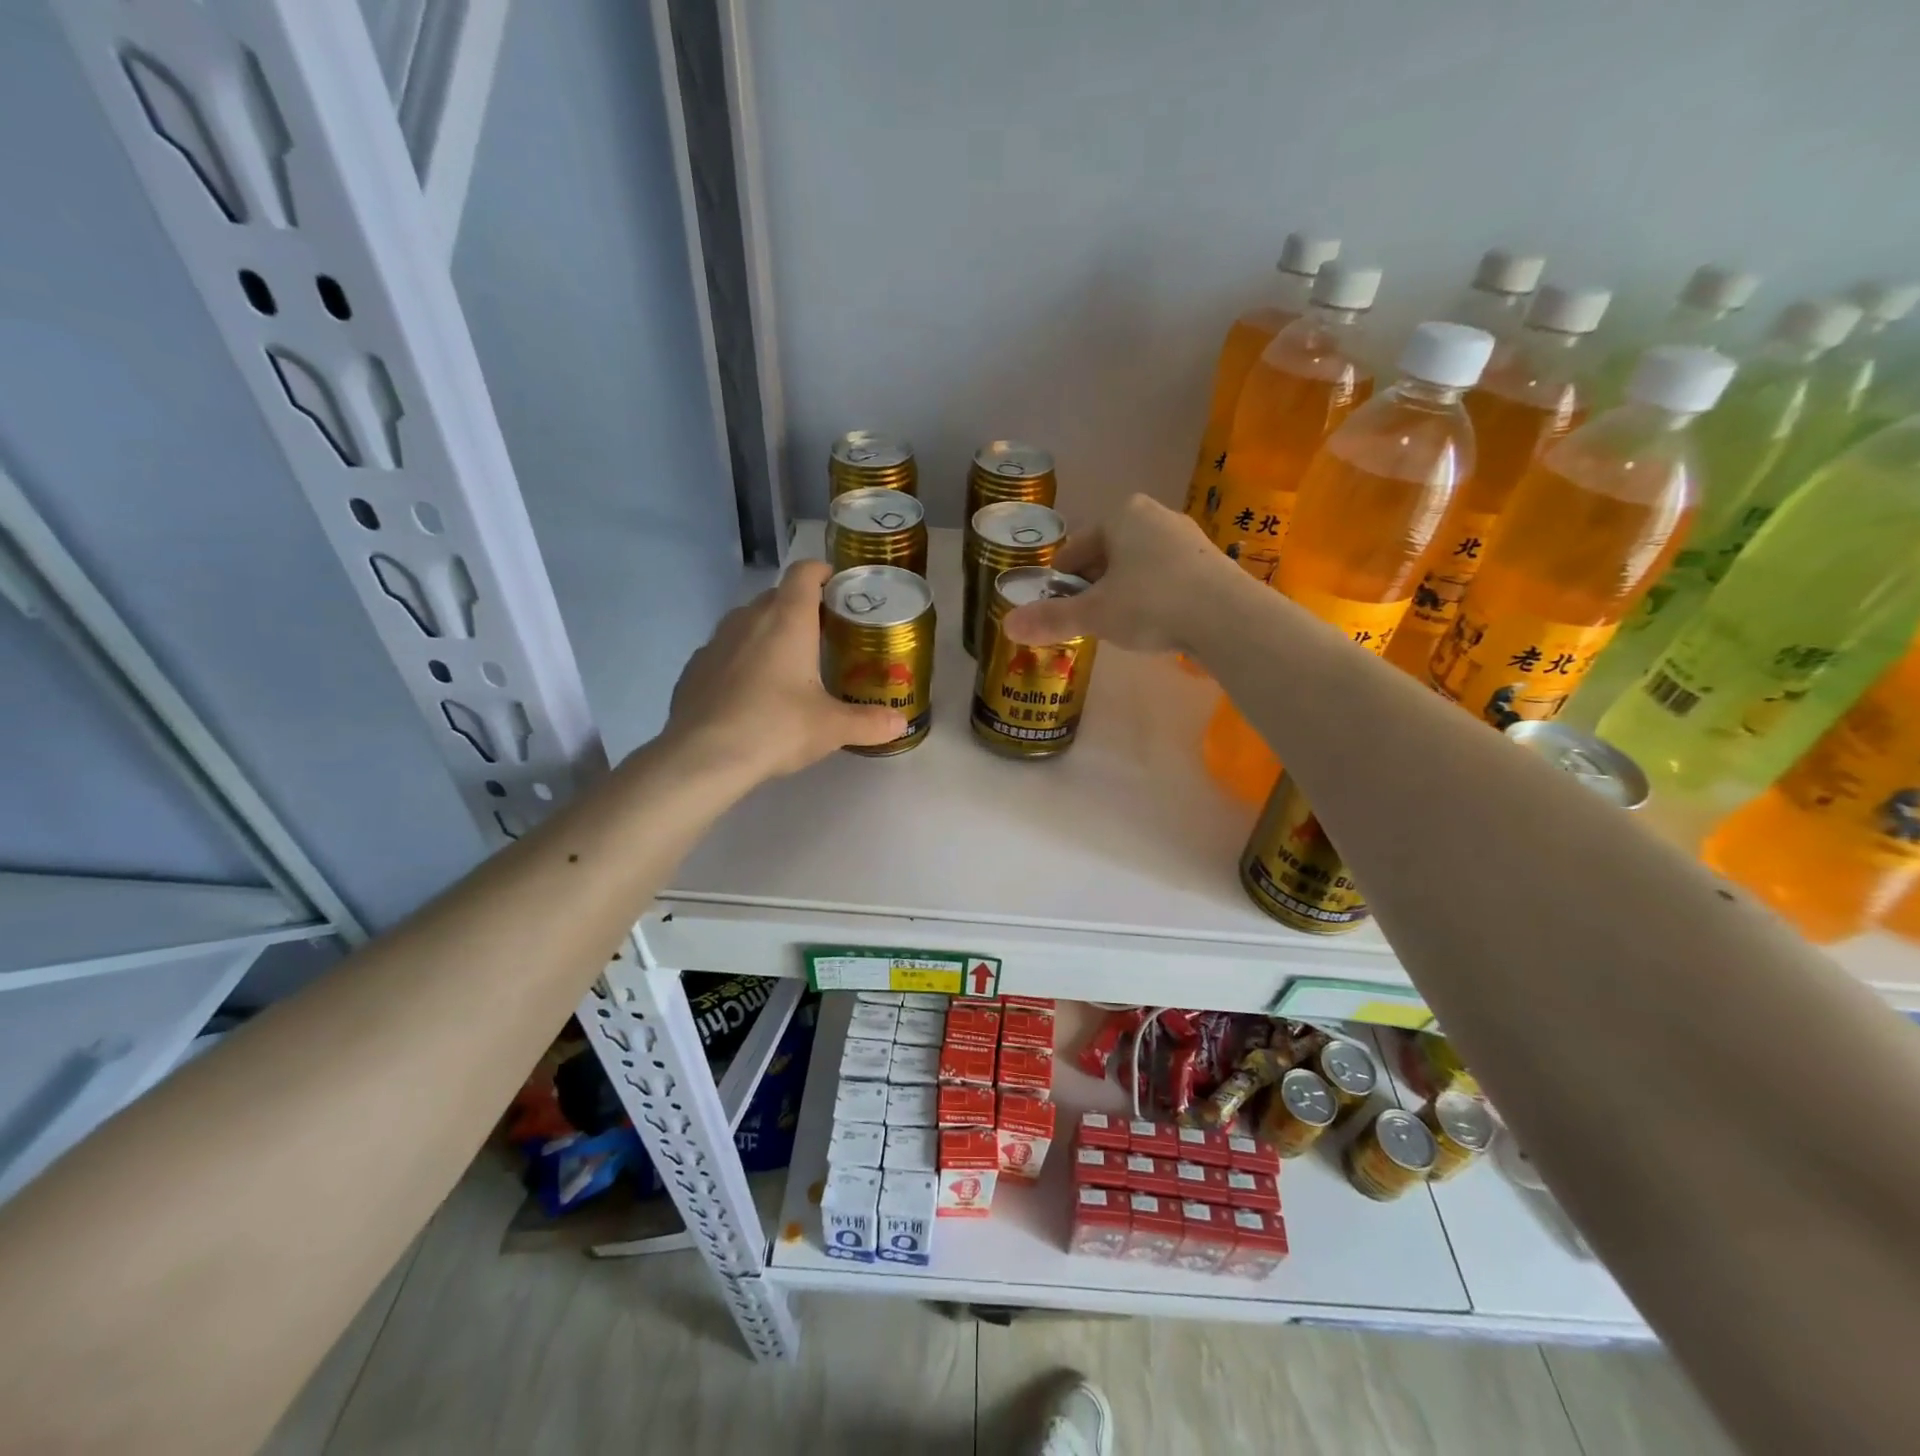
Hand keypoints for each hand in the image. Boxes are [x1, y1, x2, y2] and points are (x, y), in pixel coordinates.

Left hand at [665, 560, 905, 777]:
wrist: (703, 756)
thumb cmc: (776, 727)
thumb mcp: (832, 728)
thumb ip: (869, 722)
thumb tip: (899, 724)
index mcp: (787, 619)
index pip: (804, 573)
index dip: (823, 572)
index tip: (838, 588)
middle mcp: (749, 619)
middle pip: (778, 596)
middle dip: (802, 608)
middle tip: (824, 637)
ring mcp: (716, 641)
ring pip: (749, 622)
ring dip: (770, 633)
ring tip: (788, 665)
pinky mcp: (695, 667)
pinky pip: (726, 651)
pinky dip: (742, 660)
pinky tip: (751, 694)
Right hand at [1002, 494, 1227, 651]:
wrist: (1228, 618)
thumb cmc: (1151, 603)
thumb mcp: (1094, 614)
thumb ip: (1052, 619)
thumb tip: (1007, 626)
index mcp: (1121, 514)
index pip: (1075, 550)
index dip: (1061, 584)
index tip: (1059, 612)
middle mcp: (1154, 516)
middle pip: (1106, 557)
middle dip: (1093, 589)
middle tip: (1087, 623)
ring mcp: (1186, 538)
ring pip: (1137, 568)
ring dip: (1122, 594)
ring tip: (1119, 627)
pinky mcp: (1209, 563)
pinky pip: (1165, 579)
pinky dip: (1152, 598)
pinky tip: (1155, 625)